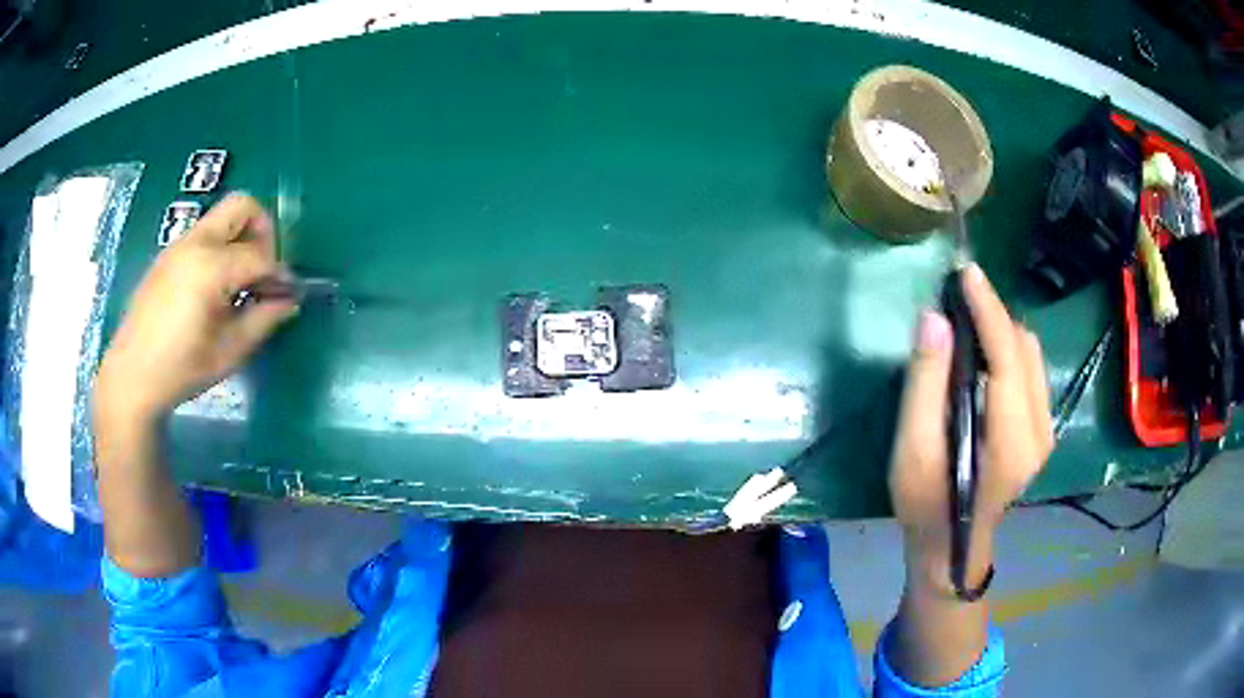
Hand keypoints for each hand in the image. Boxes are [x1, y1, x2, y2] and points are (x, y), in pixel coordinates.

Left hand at [95, 194, 298, 424]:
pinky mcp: (168, 256)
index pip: (260, 256)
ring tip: (238, 286)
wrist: (131, 376)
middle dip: (263, 232)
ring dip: (239, 241)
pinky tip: (214, 291)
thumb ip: (262, 320)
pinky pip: (204, 237)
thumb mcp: (228, 352)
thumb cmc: (180, 370)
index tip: (287, 296)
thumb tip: (288, 302)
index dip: (279, 276)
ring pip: (222, 220)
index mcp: (210, 267)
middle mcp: (195, 243)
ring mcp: (178, 246)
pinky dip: (220, 250)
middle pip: (242, 207)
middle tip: (262, 272)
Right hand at [888, 264, 1052, 588]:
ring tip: (967, 325)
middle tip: (955, 299)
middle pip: (1024, 349)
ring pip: (1031, 355)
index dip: (988, 310)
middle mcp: (1040, 432)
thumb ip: (925, 384)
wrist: (952, 547)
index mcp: (1010, 443)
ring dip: (1001, 331)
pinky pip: (1031, 369)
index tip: (966, 273)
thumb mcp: (912, 450)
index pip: (1007, 358)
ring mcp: (1046, 431)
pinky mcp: (1043, 429)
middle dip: (992, 315)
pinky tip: (984, 355)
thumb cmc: (925, 503)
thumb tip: (934, 318)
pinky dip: (1008, 349)